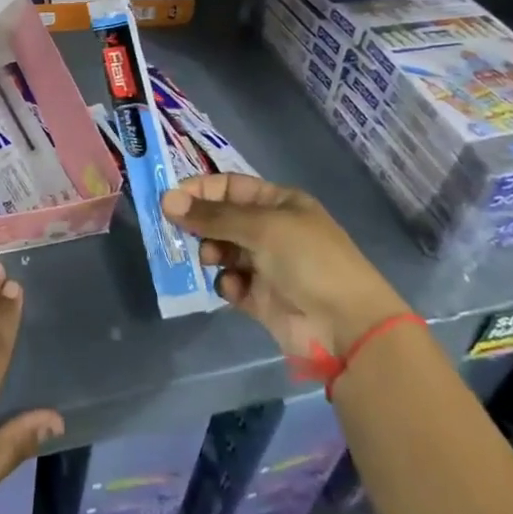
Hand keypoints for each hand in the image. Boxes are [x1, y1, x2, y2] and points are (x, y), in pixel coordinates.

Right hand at [161, 173, 406, 359]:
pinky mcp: (261, 298)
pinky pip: (231, 283)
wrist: (347, 327)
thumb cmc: (309, 260)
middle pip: (222, 219)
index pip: (230, 186)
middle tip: (180, 233)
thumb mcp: (261, 227)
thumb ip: (212, 215)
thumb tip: (166, 200)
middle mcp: (272, 230)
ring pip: (222, 251)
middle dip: (201, 225)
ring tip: (210, 260)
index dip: (200, 190)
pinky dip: (227, 284)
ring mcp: (267, 265)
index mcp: (279, 203)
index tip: (170, 201)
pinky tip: (234, 289)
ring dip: (211, 253)